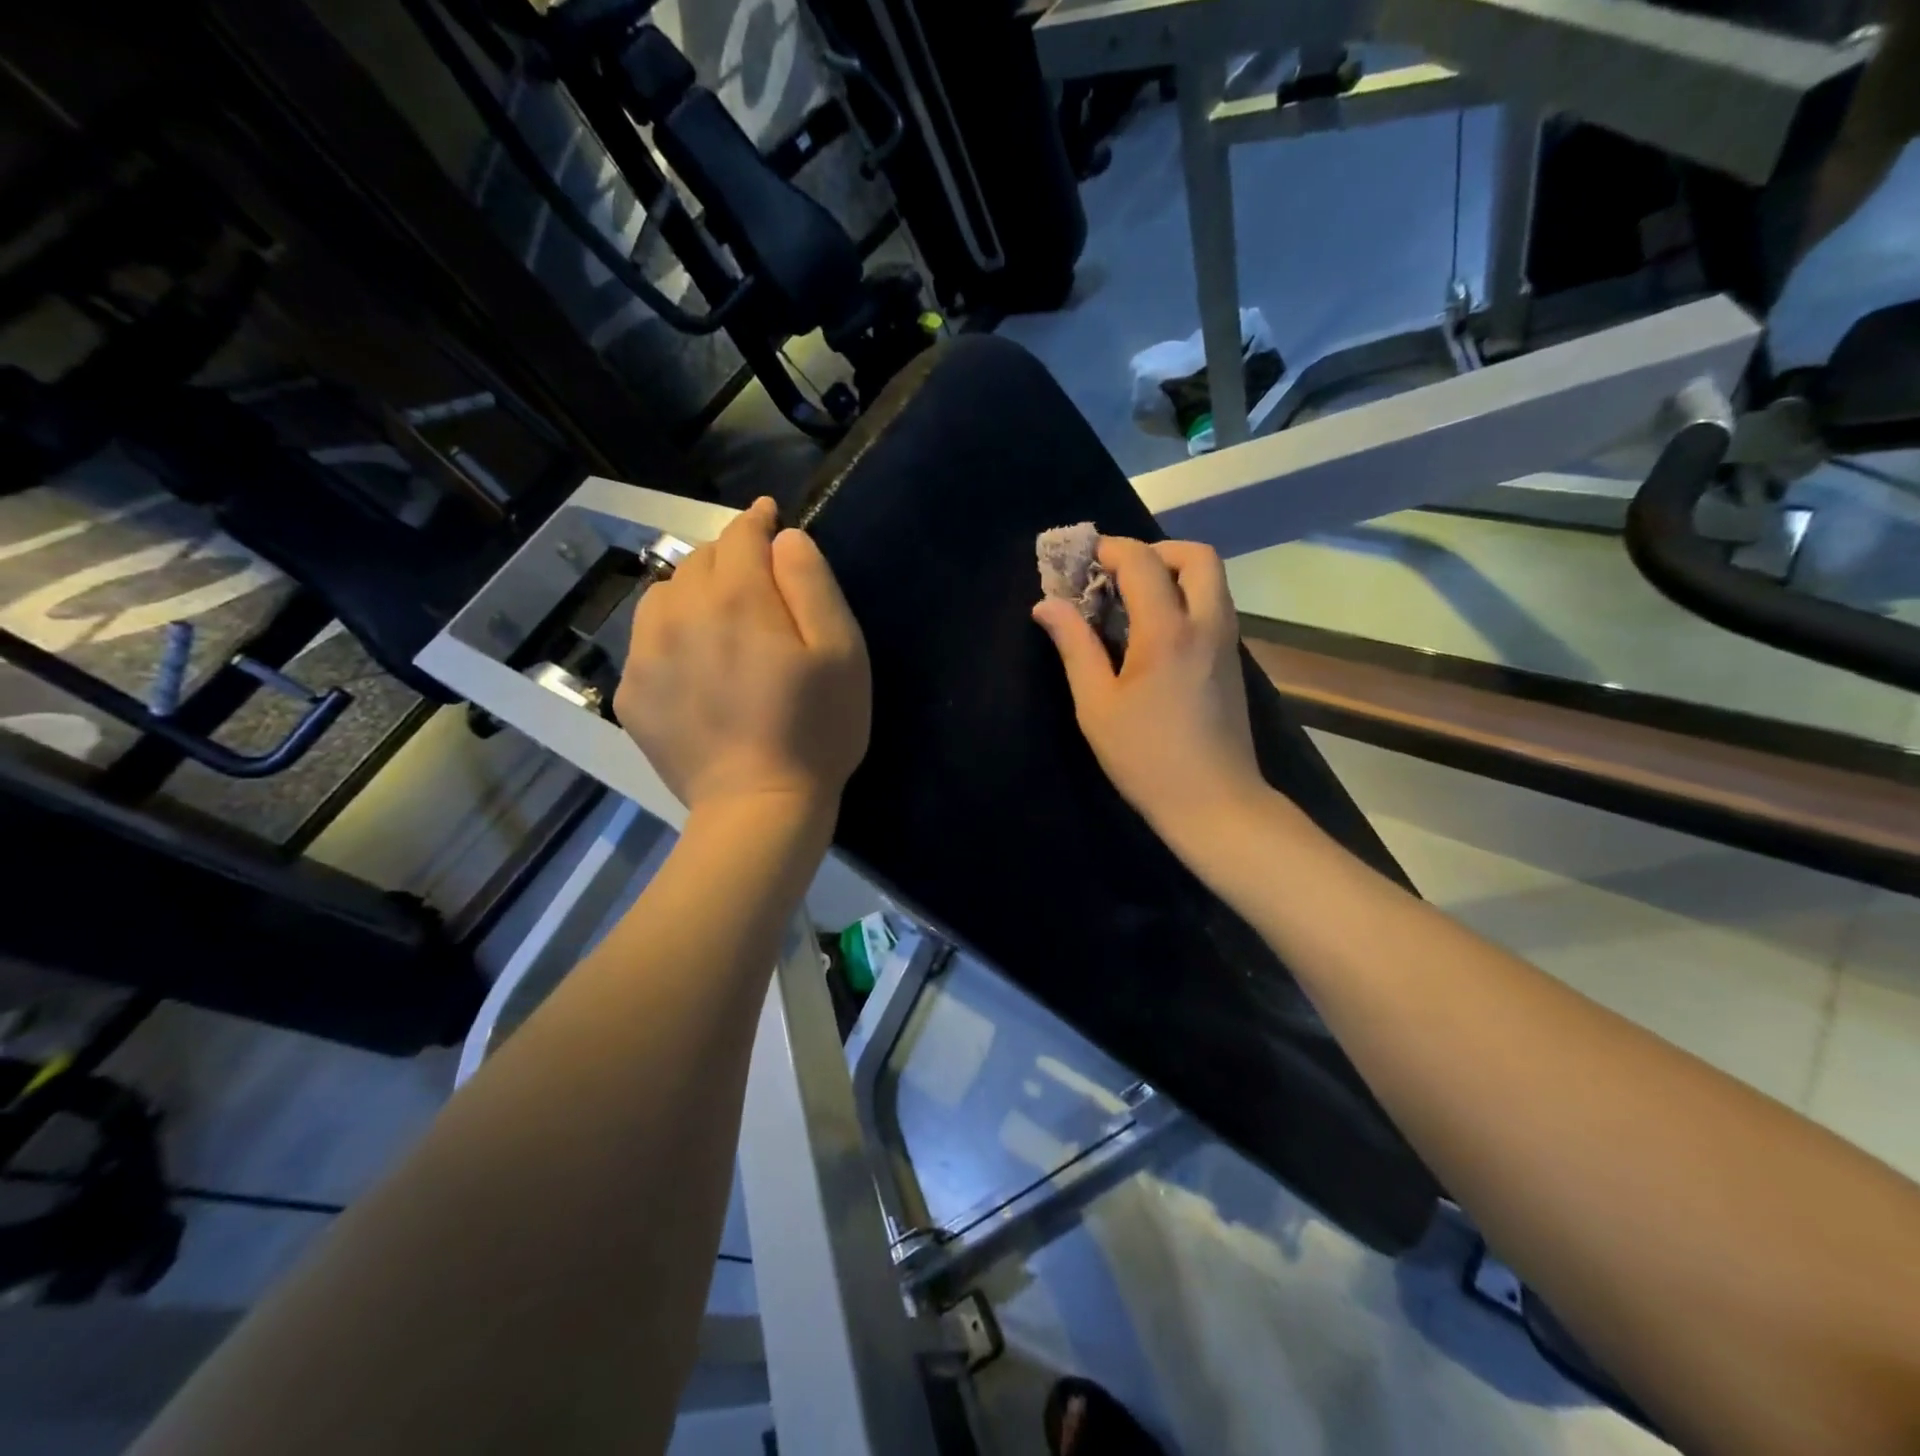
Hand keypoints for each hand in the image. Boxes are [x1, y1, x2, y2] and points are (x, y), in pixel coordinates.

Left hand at [615, 498, 869, 819]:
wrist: (758, 808)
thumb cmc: (816, 730)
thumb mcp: (842, 652)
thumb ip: (813, 583)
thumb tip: (784, 540)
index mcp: (736, 596)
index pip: (740, 535)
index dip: (757, 521)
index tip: (769, 516)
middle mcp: (679, 612)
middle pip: (698, 561)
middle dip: (728, 558)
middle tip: (756, 580)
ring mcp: (645, 655)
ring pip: (663, 596)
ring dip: (691, 592)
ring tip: (718, 618)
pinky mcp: (631, 694)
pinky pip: (645, 642)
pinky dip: (670, 636)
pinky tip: (695, 666)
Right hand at [1031, 536, 1264, 840]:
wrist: (1214, 802)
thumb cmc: (1146, 758)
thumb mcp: (1097, 705)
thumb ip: (1074, 646)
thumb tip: (1047, 604)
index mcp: (1168, 631)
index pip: (1142, 562)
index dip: (1110, 550)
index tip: (1081, 559)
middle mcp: (1207, 624)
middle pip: (1196, 556)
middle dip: (1155, 551)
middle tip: (1118, 574)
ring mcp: (1226, 642)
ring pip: (1211, 580)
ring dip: (1173, 573)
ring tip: (1130, 601)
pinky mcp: (1232, 662)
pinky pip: (1213, 606)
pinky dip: (1185, 598)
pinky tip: (1153, 632)